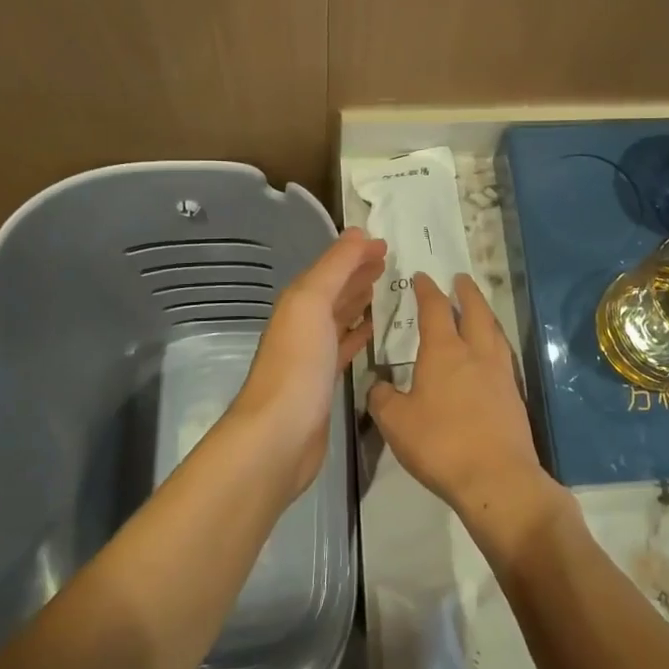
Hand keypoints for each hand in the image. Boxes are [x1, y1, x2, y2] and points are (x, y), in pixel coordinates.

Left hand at [229, 227, 386, 501]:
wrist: (278, 435)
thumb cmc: (297, 364)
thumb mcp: (312, 302)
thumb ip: (335, 267)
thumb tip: (358, 233)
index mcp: (298, 302)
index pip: (331, 268)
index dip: (355, 253)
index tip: (385, 243)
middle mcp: (303, 324)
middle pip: (334, 290)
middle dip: (358, 273)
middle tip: (390, 262)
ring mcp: (312, 355)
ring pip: (340, 317)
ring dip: (359, 301)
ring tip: (386, 290)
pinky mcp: (324, 383)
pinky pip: (344, 348)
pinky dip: (358, 335)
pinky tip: (373, 332)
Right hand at [366, 274, 556, 528]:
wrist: (496, 477)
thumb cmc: (440, 444)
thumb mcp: (396, 423)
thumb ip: (382, 398)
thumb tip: (378, 384)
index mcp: (444, 351)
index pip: (435, 309)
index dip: (427, 290)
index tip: (422, 277)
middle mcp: (476, 353)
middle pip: (475, 310)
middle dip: (466, 292)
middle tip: (460, 279)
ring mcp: (500, 373)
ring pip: (494, 330)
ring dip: (484, 313)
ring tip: (478, 309)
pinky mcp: (514, 395)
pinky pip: (504, 355)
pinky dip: (494, 342)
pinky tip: (490, 353)